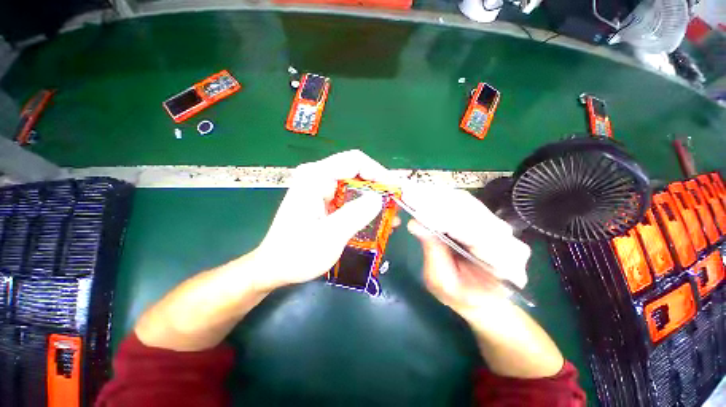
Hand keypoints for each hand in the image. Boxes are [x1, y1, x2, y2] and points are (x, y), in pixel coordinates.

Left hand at [251, 150, 392, 292]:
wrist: (274, 267)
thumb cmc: (296, 254)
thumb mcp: (329, 236)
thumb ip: (355, 215)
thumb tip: (379, 198)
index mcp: (315, 177)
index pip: (354, 161)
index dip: (378, 172)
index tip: (395, 189)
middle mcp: (317, 177)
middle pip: (356, 171)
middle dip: (379, 186)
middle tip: (396, 203)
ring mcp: (320, 188)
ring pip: (354, 184)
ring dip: (373, 198)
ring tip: (391, 213)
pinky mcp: (323, 200)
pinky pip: (349, 196)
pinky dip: (364, 206)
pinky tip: (376, 218)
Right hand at [403, 184, 530, 320]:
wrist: (482, 297)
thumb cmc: (462, 296)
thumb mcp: (442, 281)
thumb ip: (433, 251)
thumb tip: (414, 223)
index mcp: (502, 264)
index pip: (473, 232)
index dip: (443, 219)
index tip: (417, 211)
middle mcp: (508, 240)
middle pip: (471, 211)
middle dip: (439, 203)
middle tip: (411, 195)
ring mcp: (500, 227)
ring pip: (468, 203)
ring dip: (440, 197)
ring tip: (415, 194)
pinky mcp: (488, 220)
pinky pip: (466, 204)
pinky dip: (444, 199)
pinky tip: (427, 197)